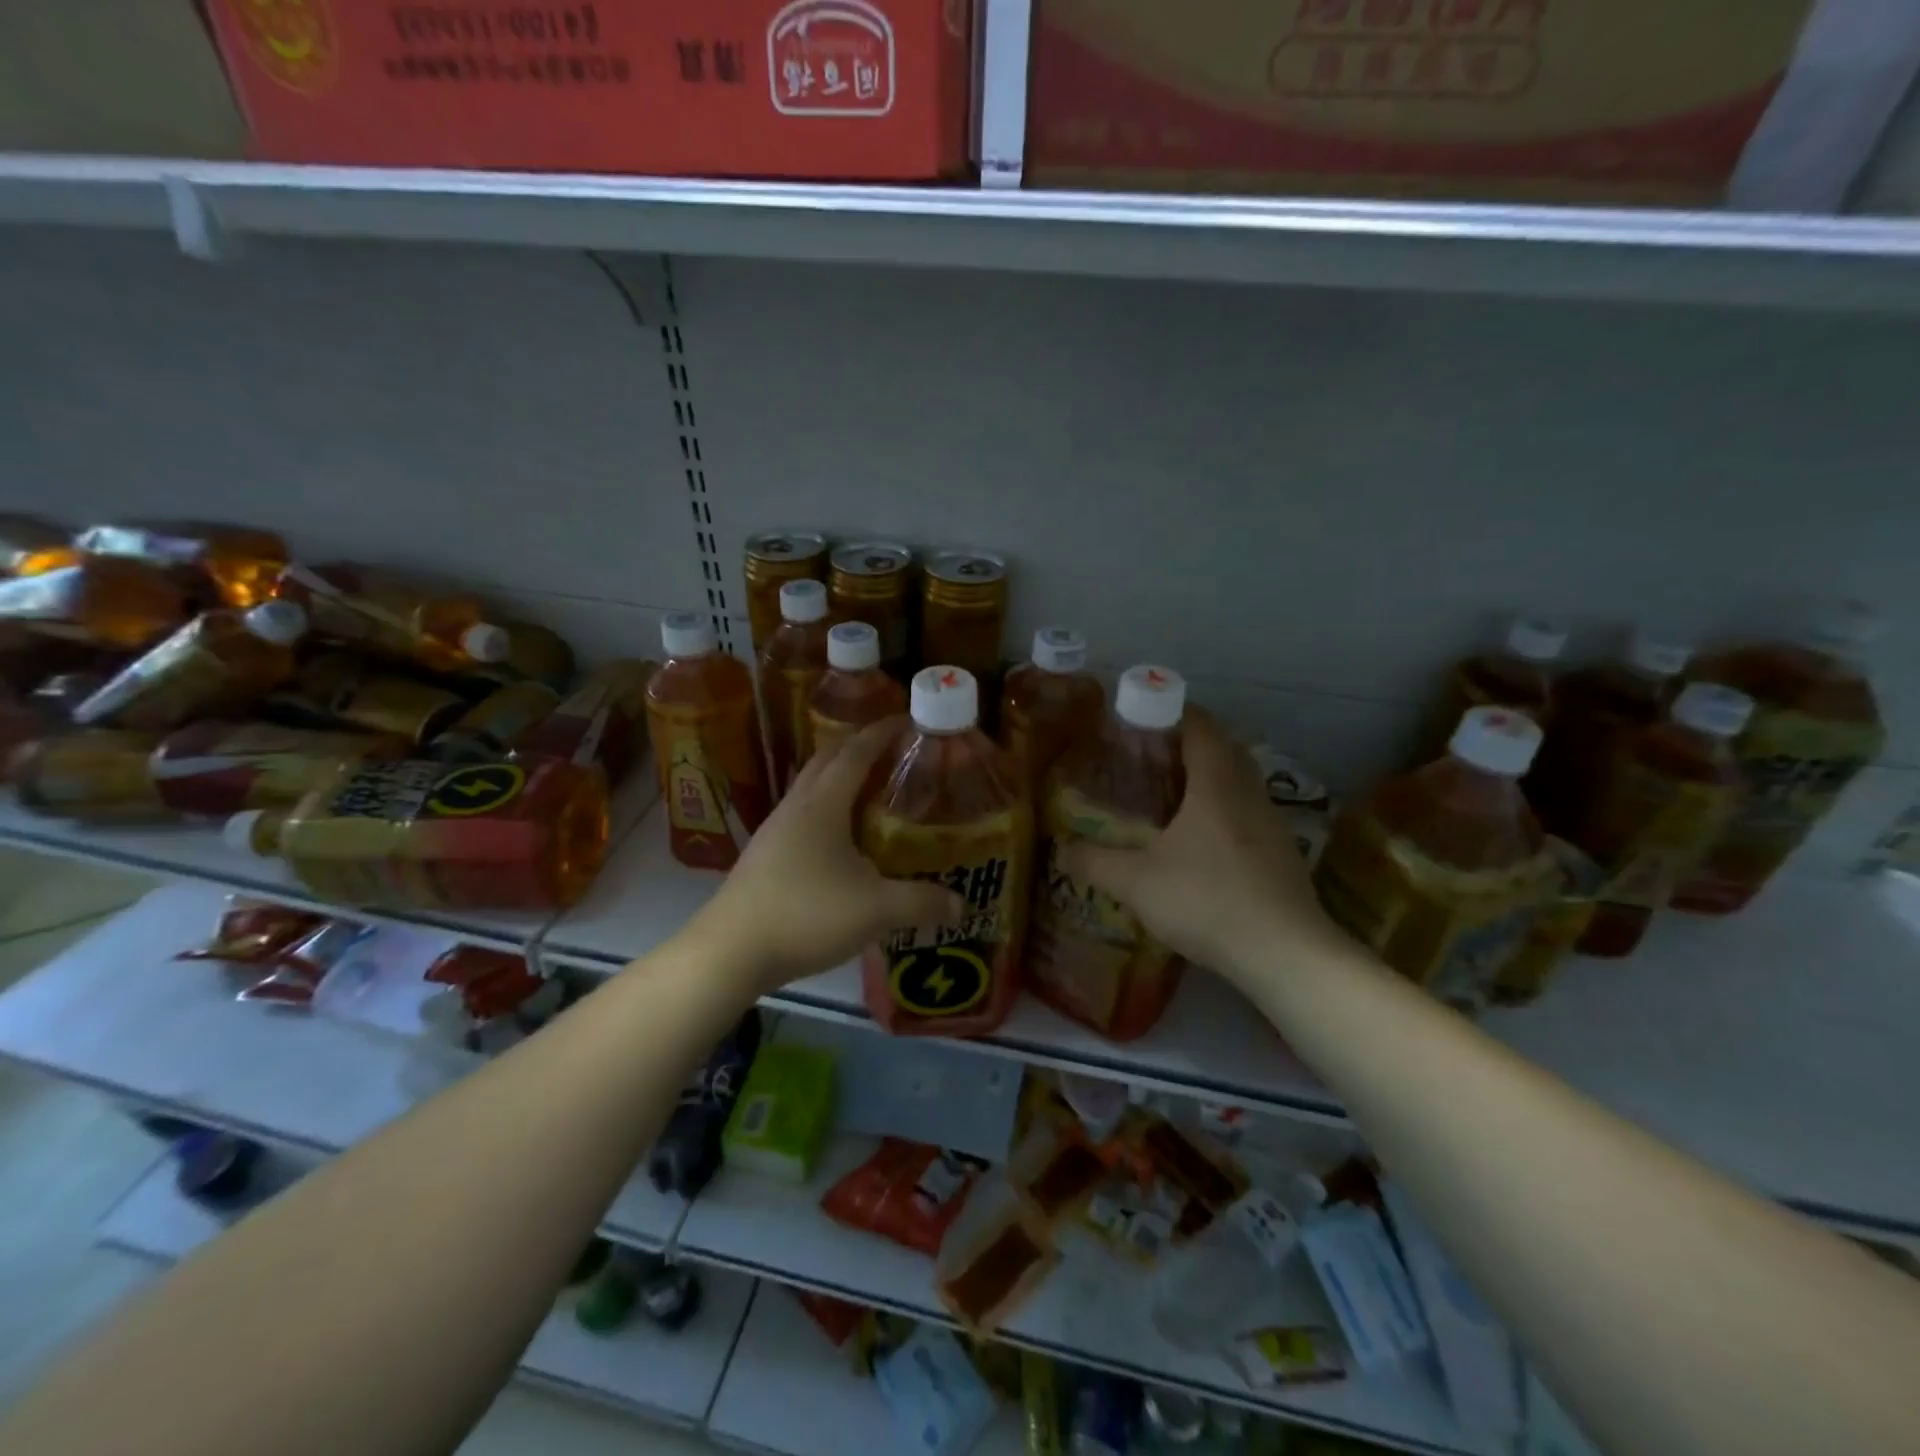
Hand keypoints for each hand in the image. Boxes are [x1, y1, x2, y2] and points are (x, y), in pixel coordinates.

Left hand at [682, 718, 962, 992]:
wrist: (729, 951)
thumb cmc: (805, 915)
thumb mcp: (875, 910)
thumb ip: (921, 902)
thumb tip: (961, 905)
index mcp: (823, 804)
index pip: (856, 752)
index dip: (882, 732)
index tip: (908, 720)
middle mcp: (797, 805)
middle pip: (828, 759)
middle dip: (860, 746)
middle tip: (894, 750)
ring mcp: (775, 829)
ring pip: (811, 786)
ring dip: (839, 776)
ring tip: (872, 789)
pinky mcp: (764, 853)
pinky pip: (802, 813)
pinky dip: (826, 806)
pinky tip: (840, 837)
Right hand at [1057, 711, 1348, 990]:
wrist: (1285, 954)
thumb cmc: (1208, 901)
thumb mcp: (1136, 882)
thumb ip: (1094, 862)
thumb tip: (1061, 850)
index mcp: (1216, 783)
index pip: (1200, 725)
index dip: (1171, 711)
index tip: (1140, 717)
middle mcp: (1249, 793)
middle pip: (1224, 747)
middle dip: (1189, 743)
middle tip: (1149, 756)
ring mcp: (1272, 823)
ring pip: (1239, 781)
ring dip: (1209, 778)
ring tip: (1170, 797)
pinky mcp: (1283, 853)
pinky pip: (1248, 812)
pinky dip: (1223, 810)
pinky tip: (1200, 842)